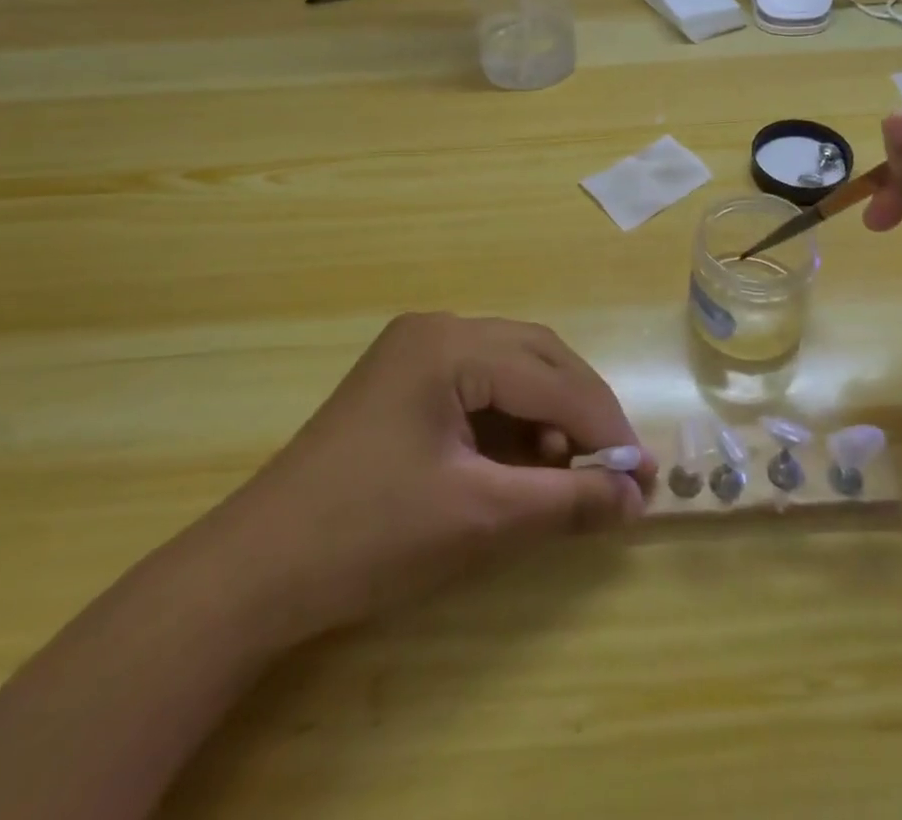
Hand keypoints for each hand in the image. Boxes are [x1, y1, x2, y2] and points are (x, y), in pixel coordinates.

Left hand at [202, 314, 653, 646]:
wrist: (256, 571)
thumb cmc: (370, 535)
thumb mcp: (480, 518)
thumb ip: (566, 501)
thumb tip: (637, 499)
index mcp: (450, 345)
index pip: (551, 379)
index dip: (603, 427)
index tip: (645, 475)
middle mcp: (436, 330)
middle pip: (536, 357)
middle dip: (581, 410)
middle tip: (617, 466)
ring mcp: (415, 351)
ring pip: (511, 368)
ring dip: (549, 413)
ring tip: (569, 470)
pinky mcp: (404, 380)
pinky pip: (479, 385)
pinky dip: (512, 419)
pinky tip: (523, 460)